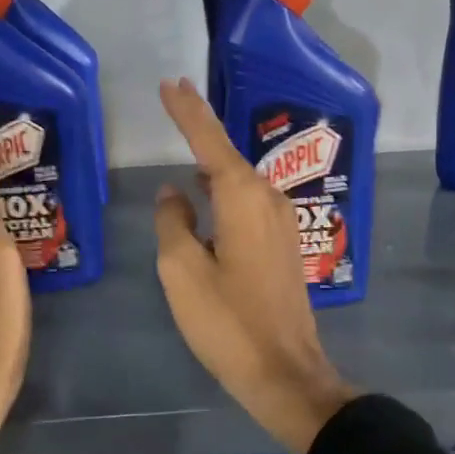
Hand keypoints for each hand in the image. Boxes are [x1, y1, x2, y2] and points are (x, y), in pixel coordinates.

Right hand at [152, 78, 355, 453]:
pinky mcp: (283, 246)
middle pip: (228, 157)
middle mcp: (267, 200)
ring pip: (240, 182)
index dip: (188, 111)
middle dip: (201, 130)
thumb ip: (173, 222)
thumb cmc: (227, 321)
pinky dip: (224, 193)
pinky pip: (248, 204)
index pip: (209, 141)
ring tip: (186, 146)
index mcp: (243, 198)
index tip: (170, 82)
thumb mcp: (182, 271)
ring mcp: (281, 223)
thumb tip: (174, 194)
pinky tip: (207, 198)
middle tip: (174, 101)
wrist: (284, 370)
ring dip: (212, 164)